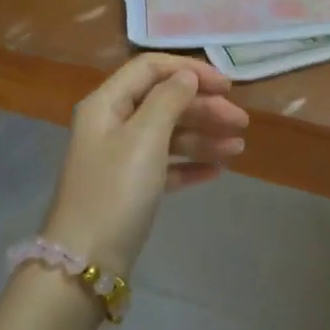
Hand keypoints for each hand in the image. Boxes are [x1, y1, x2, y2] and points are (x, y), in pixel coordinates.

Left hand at [40, 53, 247, 277]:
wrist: (86, 260)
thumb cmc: (116, 190)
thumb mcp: (145, 138)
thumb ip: (169, 100)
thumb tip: (186, 75)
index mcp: (107, 104)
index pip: (151, 69)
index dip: (190, 71)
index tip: (228, 86)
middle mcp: (112, 124)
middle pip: (164, 102)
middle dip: (205, 108)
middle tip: (242, 122)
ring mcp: (121, 158)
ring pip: (169, 135)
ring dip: (204, 137)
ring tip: (238, 149)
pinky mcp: (131, 187)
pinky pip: (166, 166)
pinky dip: (190, 165)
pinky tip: (217, 172)